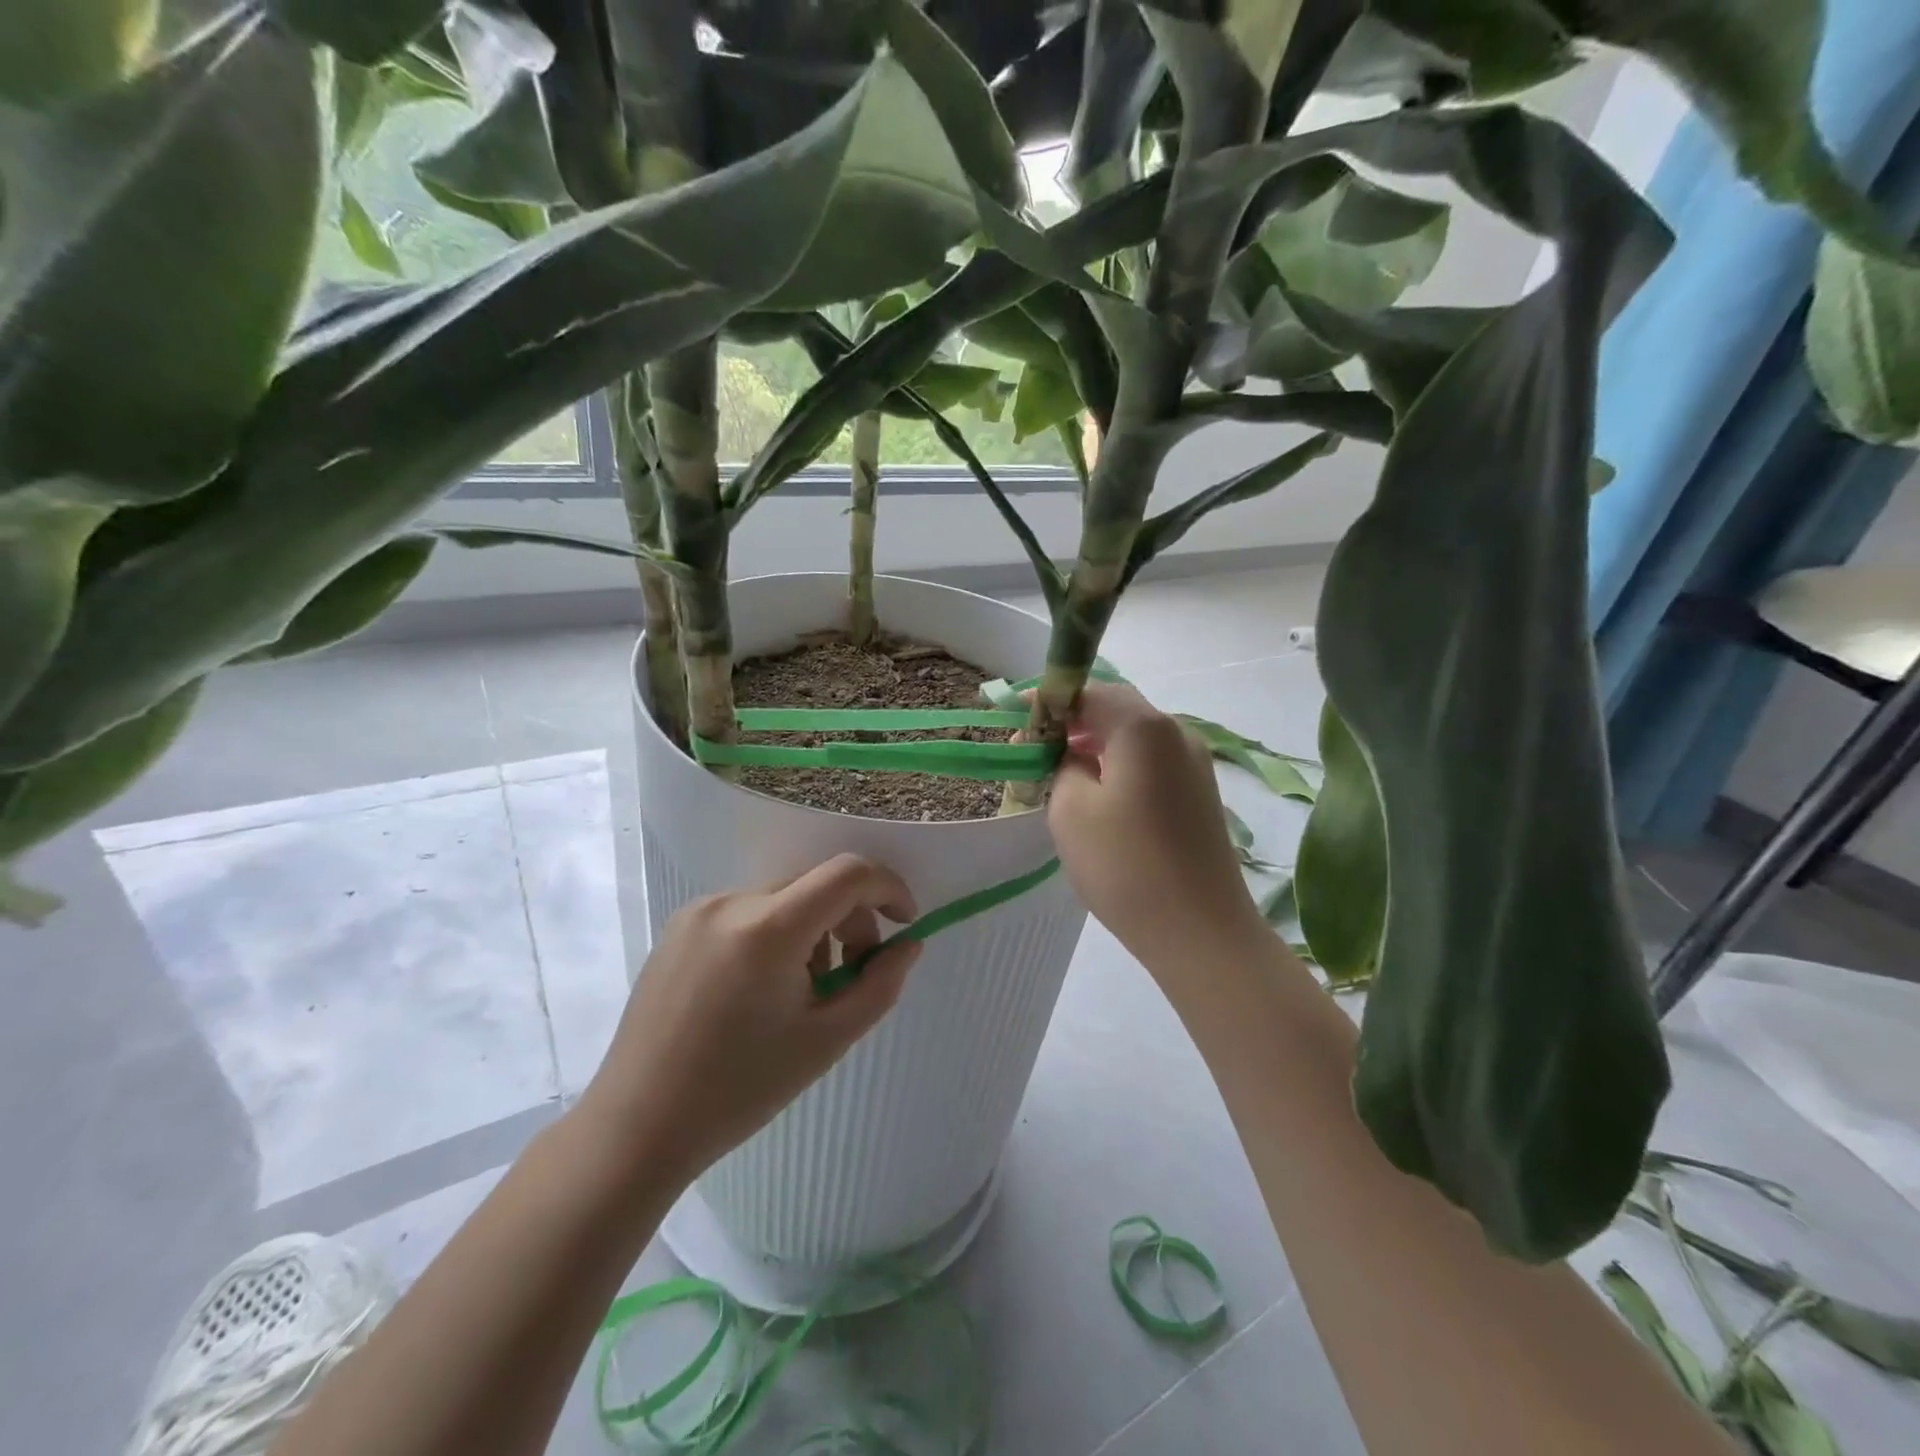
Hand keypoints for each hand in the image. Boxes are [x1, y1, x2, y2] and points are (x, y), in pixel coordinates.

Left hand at [577, 854, 920, 1185]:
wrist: (637, 1125)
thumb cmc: (739, 1090)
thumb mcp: (827, 1040)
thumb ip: (879, 985)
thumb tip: (908, 945)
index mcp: (769, 928)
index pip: (848, 873)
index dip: (889, 888)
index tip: (905, 924)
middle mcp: (731, 902)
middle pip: (816, 883)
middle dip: (851, 917)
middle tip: (854, 971)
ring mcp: (699, 911)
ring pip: (783, 897)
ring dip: (813, 927)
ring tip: (803, 989)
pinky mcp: (679, 926)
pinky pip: (748, 910)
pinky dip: (776, 932)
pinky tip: (761, 988)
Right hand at [1048, 684, 1265, 976]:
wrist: (1200, 932)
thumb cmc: (1125, 865)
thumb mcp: (1070, 809)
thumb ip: (1062, 764)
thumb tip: (1074, 755)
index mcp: (1144, 727)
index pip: (1089, 691)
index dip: (1049, 700)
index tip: (1015, 715)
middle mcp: (1177, 733)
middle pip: (1117, 709)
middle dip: (1073, 721)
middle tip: (1034, 746)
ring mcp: (1195, 764)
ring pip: (1135, 737)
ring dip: (1096, 744)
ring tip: (1059, 771)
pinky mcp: (1200, 794)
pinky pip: (1151, 762)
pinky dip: (1119, 765)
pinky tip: (1098, 794)